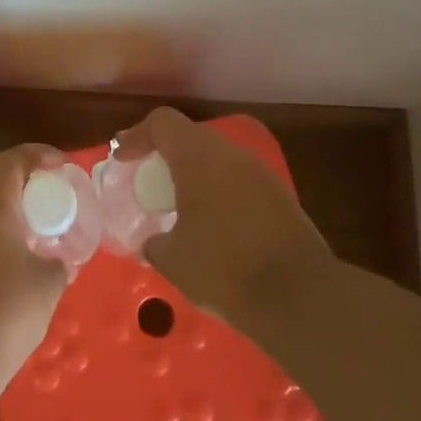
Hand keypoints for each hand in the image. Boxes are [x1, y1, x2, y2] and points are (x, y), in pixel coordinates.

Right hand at [115, 108, 332, 322]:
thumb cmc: (223, 268)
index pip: (163, 123)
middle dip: (165, 154)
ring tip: (176, 205)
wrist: (299, 297)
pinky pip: (238, 182)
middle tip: (146, 180)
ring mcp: (261, 175)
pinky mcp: (280, 199)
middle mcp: (231, 156)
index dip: (137, 136)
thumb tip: (153, 242)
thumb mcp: (172, 259)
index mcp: (199, 158)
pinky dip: (217, 193)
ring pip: (217, 160)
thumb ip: (154, 242)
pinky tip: (211, 226)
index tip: (121, 160)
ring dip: (193, 174)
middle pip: (191, 137)